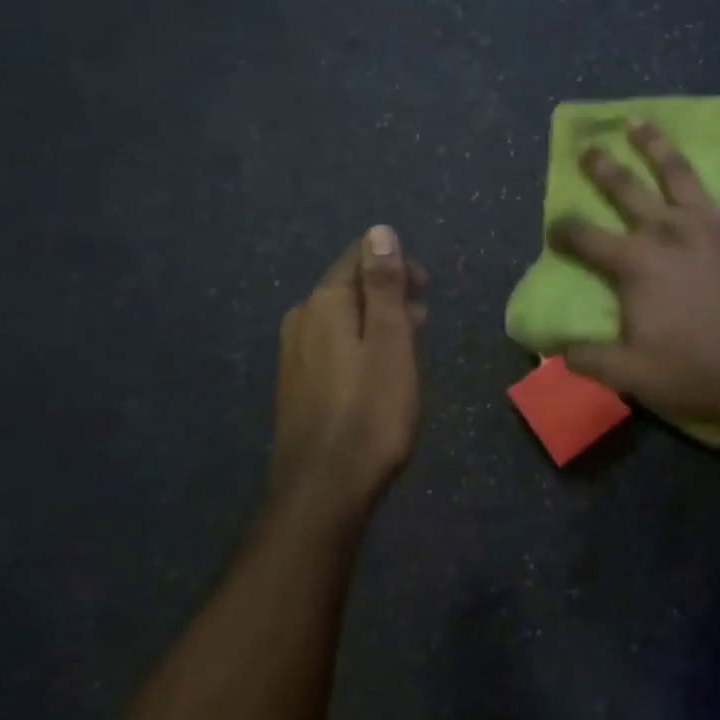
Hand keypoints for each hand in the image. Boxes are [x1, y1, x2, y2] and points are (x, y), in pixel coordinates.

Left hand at [269, 226, 427, 517]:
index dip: (396, 265)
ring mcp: (293, 354)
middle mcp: (301, 319)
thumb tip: (379, 231)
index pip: (359, 257)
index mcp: (324, 302)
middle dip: (388, 294)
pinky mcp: (294, 385)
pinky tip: (377, 373)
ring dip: (376, 321)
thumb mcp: (391, 339)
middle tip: (424, 320)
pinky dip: (359, 346)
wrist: (324, 488)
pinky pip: (331, 347)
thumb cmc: (372, 409)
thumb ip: (384, 284)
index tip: (426, 290)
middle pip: (348, 287)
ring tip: (409, 346)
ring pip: (341, 319)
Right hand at [550, 120, 719, 423]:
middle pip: (626, 190)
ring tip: (638, 121)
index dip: (564, 230)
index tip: (555, 228)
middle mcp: (669, 231)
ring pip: (679, 172)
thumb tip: (555, 348)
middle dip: (603, 168)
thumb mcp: (631, 375)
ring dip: (656, 144)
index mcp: (635, 264)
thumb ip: (589, 357)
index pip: (585, 237)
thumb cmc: (697, 374)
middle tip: (588, 148)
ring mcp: (714, 224)